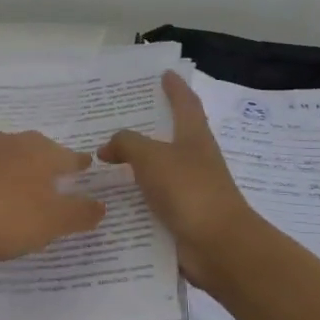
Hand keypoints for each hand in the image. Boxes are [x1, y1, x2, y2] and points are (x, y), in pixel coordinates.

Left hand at [0, 131, 106, 266]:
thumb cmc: (5, 218)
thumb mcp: (52, 222)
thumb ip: (80, 213)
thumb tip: (101, 204)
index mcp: (38, 151)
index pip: (68, 155)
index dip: (80, 165)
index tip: (87, 167)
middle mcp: (9, 142)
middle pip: (37, 150)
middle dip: (48, 162)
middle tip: (57, 177)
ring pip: (8, 157)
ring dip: (18, 169)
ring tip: (24, 187)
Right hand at [100, 70, 256, 287]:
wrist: (218, 246)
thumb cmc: (189, 190)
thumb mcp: (152, 157)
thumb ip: (126, 144)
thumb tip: (106, 148)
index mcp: (194, 138)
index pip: (185, 103)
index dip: (175, 88)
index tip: (164, 74)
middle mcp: (194, 160)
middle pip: (170, 137)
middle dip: (146, 128)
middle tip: (114, 119)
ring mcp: (188, 190)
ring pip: (157, 171)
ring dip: (134, 167)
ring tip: (101, 162)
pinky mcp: (180, 217)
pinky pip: (151, 202)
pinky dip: (132, 199)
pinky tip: (107, 201)